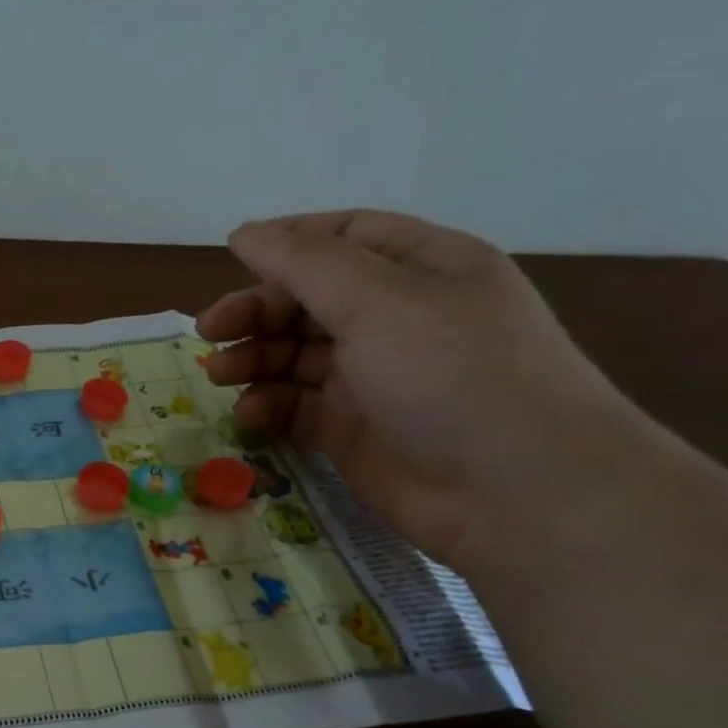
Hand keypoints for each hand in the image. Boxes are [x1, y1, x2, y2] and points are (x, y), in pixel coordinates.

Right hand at [197, 210, 657, 573]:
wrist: (518, 495)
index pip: (344, 237)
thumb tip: (244, 232)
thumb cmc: (454, 375)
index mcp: (422, 269)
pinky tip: (250, 416)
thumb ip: (304, 263)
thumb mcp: (379, 301)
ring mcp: (375, 377)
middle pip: (308, 299)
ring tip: (220, 375)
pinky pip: (296, 406)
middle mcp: (398, 318)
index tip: (231, 257)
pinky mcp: (353, 429)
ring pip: (295, 354)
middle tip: (209, 332)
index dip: (287, 243)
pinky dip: (268, 406)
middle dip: (257, 311)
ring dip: (254, 359)